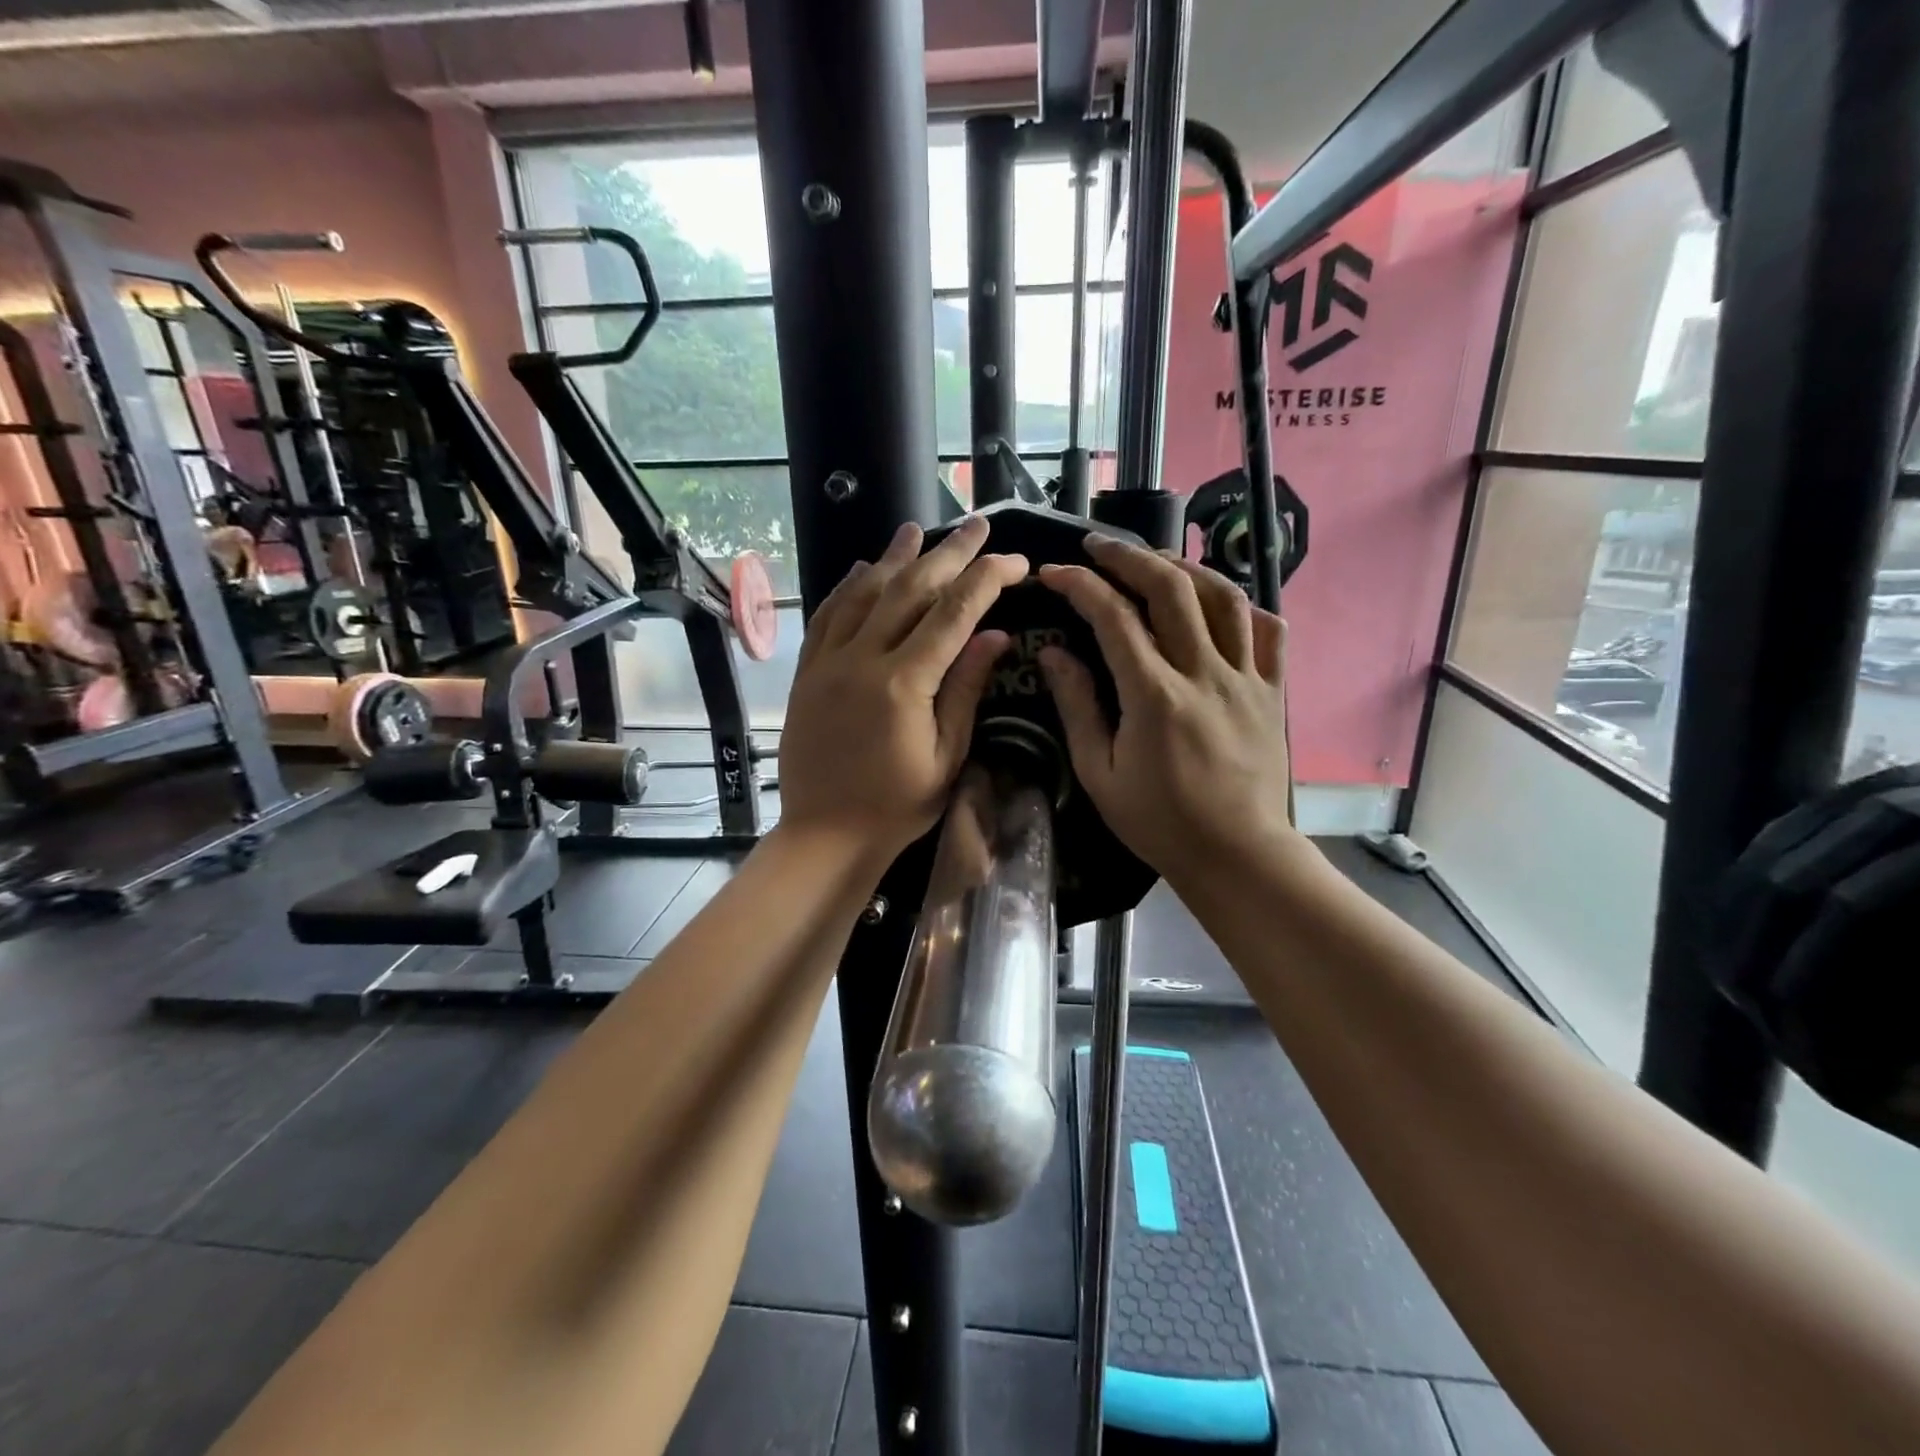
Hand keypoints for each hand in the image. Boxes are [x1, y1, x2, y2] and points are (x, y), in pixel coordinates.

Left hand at [780, 517, 1027, 866]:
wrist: (824, 835)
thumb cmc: (896, 807)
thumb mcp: (946, 757)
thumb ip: (966, 690)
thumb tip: (995, 634)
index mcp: (904, 683)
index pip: (954, 613)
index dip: (988, 579)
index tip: (1016, 561)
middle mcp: (862, 659)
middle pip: (910, 589)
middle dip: (949, 553)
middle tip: (977, 525)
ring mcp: (828, 663)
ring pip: (864, 593)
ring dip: (894, 558)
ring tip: (918, 529)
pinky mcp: (807, 673)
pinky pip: (827, 617)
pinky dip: (847, 588)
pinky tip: (861, 569)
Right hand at [1037, 538, 1298, 892]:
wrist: (1237, 854)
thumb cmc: (1159, 821)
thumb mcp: (1099, 773)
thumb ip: (1077, 707)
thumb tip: (1055, 653)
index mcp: (1155, 696)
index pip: (1113, 617)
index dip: (1079, 586)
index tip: (1053, 573)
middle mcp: (1204, 673)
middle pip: (1170, 588)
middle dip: (1129, 556)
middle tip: (1098, 546)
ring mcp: (1246, 678)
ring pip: (1222, 597)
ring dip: (1184, 567)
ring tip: (1155, 562)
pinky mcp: (1273, 691)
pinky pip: (1268, 631)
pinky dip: (1242, 606)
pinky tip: (1218, 603)